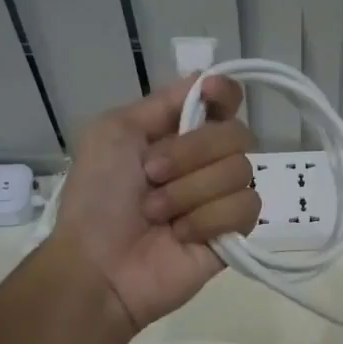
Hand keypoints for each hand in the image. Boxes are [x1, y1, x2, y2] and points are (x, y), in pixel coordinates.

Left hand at [54, 73, 258, 330]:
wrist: (98, 265)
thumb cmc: (96, 197)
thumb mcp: (113, 132)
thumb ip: (163, 102)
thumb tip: (208, 78)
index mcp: (177, 132)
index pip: (225, 101)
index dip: (225, 94)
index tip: (212, 96)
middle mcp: (206, 161)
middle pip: (237, 134)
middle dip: (190, 153)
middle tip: (150, 175)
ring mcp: (221, 197)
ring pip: (242, 171)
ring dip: (190, 192)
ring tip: (157, 214)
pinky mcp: (234, 233)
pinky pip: (246, 207)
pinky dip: (208, 219)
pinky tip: (181, 235)